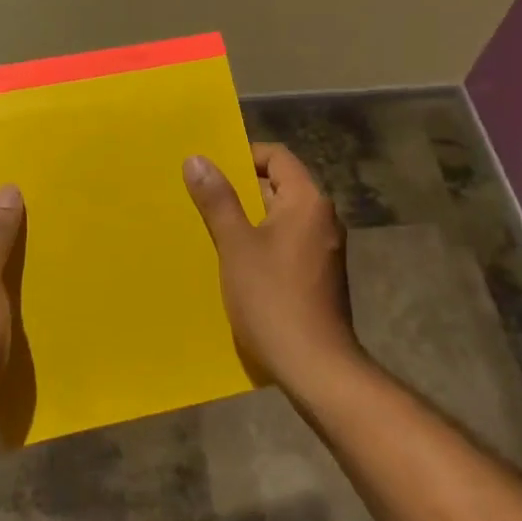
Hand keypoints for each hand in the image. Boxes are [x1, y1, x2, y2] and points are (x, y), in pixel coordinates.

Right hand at [183, 143, 361, 391]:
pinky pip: (288, 242)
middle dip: (241, 188)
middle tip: (202, 195)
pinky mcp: (320, 274)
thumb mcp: (236, 246)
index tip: (210, 168)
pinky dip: (262, 241)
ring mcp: (324, 248)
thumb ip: (218, 200)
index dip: (244, 155)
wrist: (315, 365)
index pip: (277, 157)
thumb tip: (197, 159)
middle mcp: (323, 218)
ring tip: (210, 226)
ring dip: (249, 217)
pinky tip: (234, 261)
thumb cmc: (272, 298)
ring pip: (281, 217)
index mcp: (308, 201)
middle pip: (280, 185)